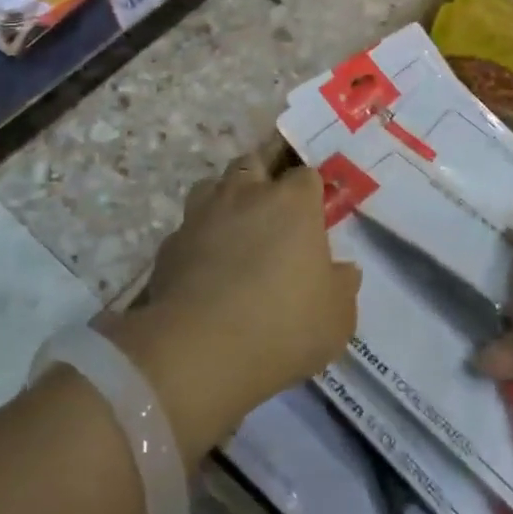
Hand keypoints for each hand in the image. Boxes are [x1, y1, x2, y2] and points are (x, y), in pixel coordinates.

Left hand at [108, 143, 360, 458]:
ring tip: (235, 229)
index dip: (310, 191)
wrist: (199, 350)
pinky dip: (198, 239)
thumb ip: (341, 286)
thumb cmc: (283, 326)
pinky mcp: (169, 243)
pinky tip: (204, 267)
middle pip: (254, 163)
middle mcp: (246, 195)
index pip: (305, 174)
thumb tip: (342, 271)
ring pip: (212, 185)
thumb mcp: (336, 318)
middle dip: (264, 177)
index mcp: (292, 203)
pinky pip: (188, 228)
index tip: (314, 213)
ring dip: (225, 199)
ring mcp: (202, 215)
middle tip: (273, 209)